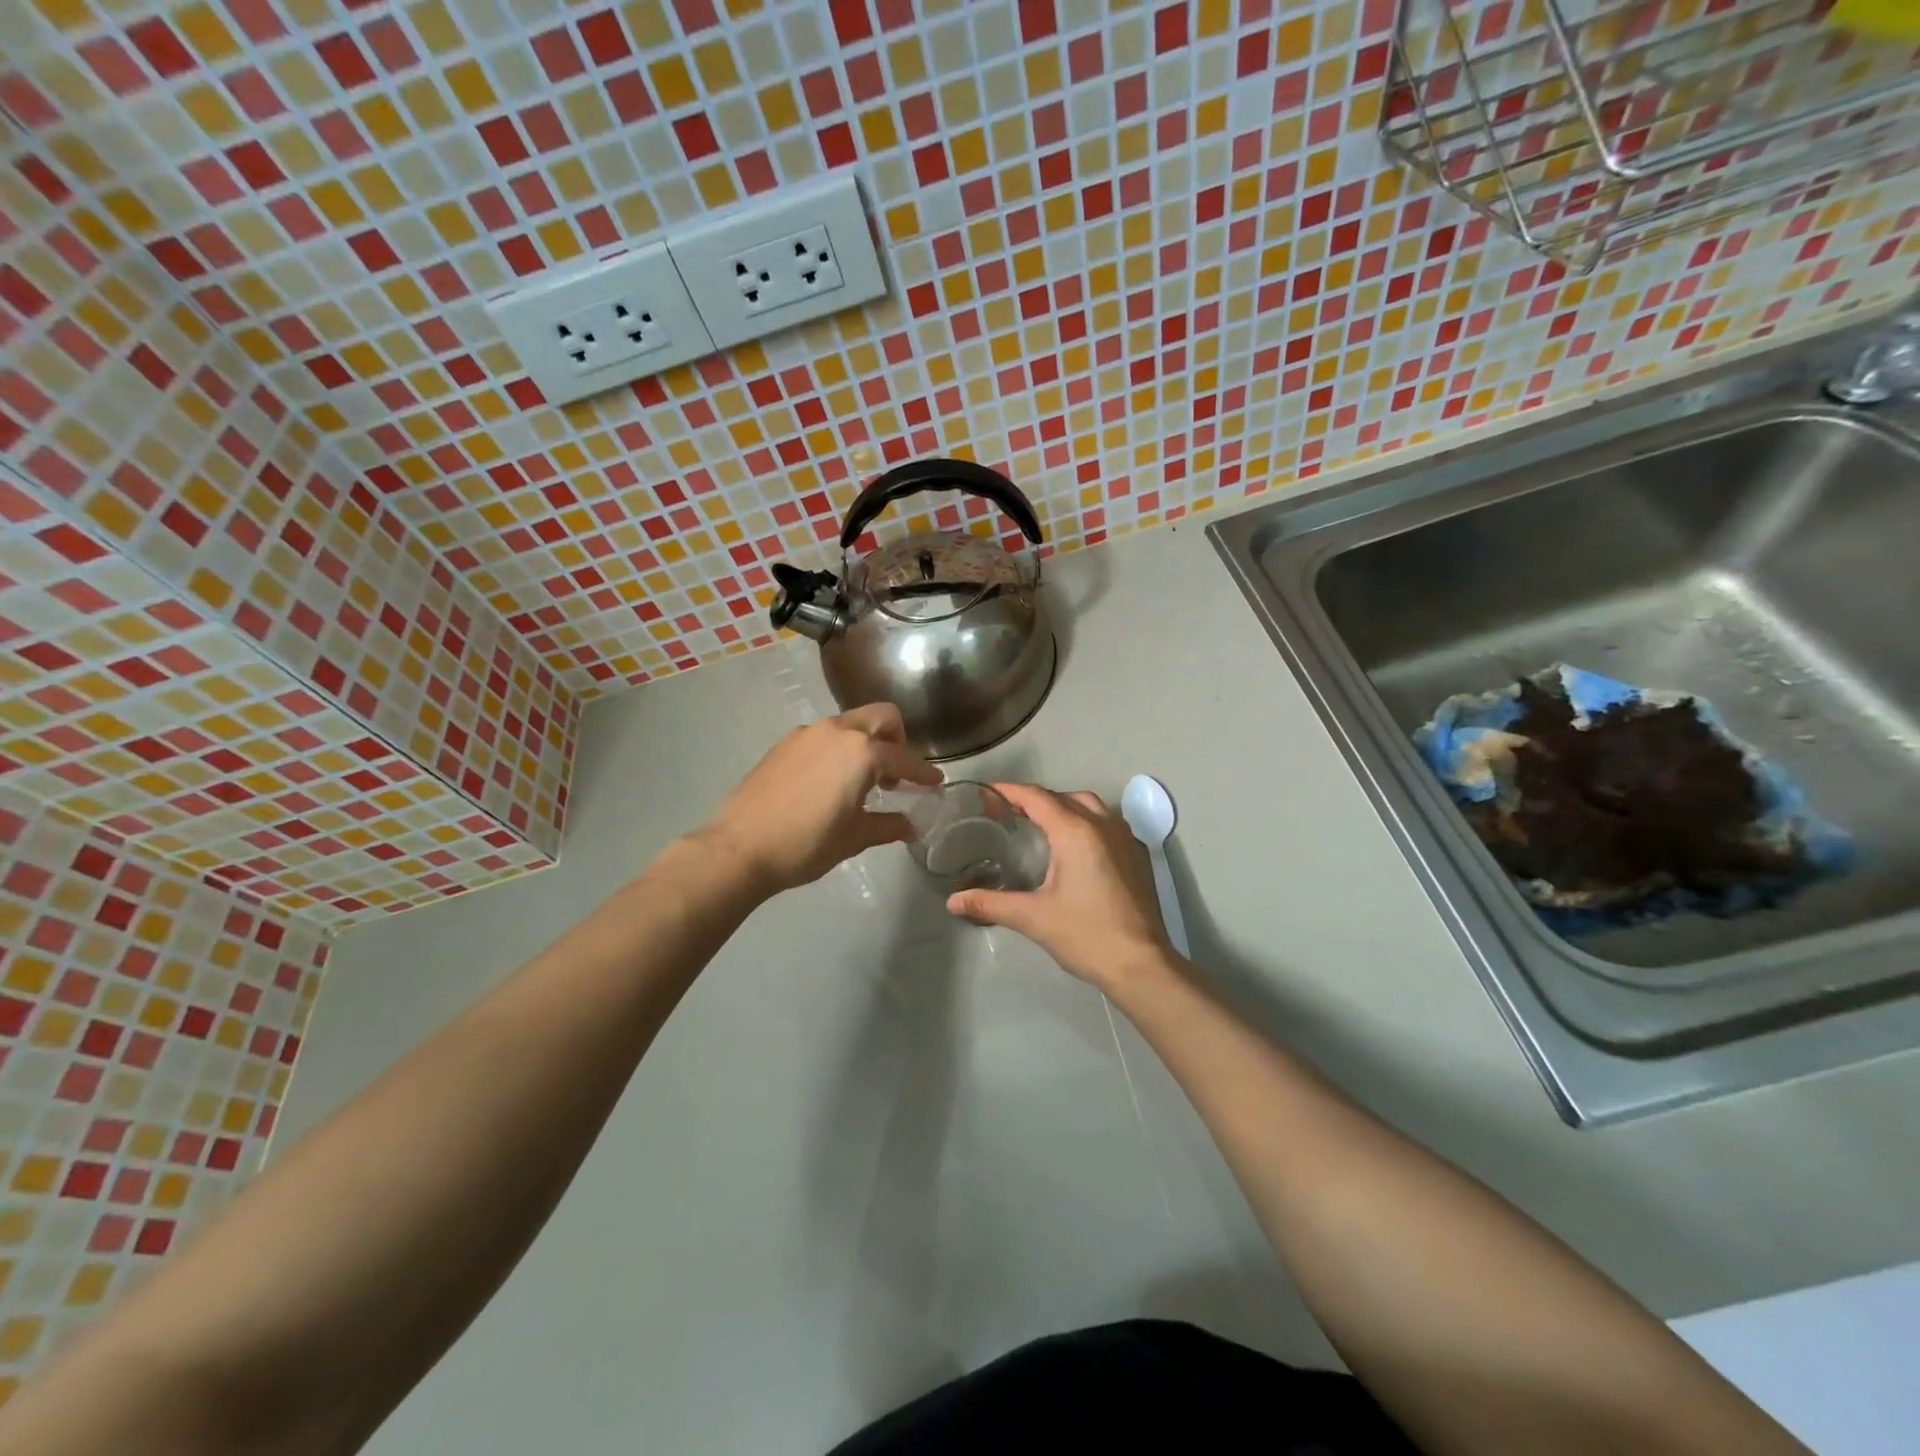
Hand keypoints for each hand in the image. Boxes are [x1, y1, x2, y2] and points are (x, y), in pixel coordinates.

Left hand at [701, 703, 942, 893]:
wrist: (739, 848)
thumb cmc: (806, 845)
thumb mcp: (854, 838)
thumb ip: (887, 825)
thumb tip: (909, 825)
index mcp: (861, 752)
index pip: (904, 757)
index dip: (924, 773)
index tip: (936, 783)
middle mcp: (837, 731)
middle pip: (881, 717)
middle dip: (898, 739)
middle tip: (898, 773)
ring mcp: (807, 733)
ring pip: (851, 723)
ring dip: (867, 742)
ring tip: (865, 779)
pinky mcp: (785, 744)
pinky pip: (825, 735)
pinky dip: (840, 748)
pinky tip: (832, 780)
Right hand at [946, 784, 1176, 990]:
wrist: (1141, 964)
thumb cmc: (1086, 935)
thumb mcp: (1032, 918)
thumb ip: (990, 903)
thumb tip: (953, 901)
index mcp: (1076, 833)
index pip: (1037, 798)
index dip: (1010, 792)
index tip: (987, 793)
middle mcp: (1103, 826)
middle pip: (1064, 797)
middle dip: (1035, 798)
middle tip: (1008, 812)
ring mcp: (1126, 839)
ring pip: (1090, 806)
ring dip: (1063, 806)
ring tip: (1040, 824)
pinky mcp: (1138, 856)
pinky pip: (1108, 823)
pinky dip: (1086, 821)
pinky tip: (1075, 845)